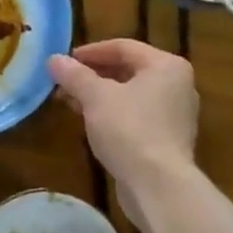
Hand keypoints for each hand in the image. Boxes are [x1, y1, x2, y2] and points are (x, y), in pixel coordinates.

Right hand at [49, 40, 197, 189]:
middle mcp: (177, 85)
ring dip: (100, 96)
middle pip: (128, 70)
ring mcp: (175, 114)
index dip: (90, 52)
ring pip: (131, 95)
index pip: (123, 47)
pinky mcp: (168, 139)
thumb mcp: (96, 97)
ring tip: (71, 102)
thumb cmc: (129, 130)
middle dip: (93, 75)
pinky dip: (113, 114)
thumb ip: (75, 75)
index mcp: (166, 66)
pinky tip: (90, 123)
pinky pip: (137, 116)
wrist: (158, 185)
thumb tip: (54, 59)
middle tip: (64, 83)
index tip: (64, 61)